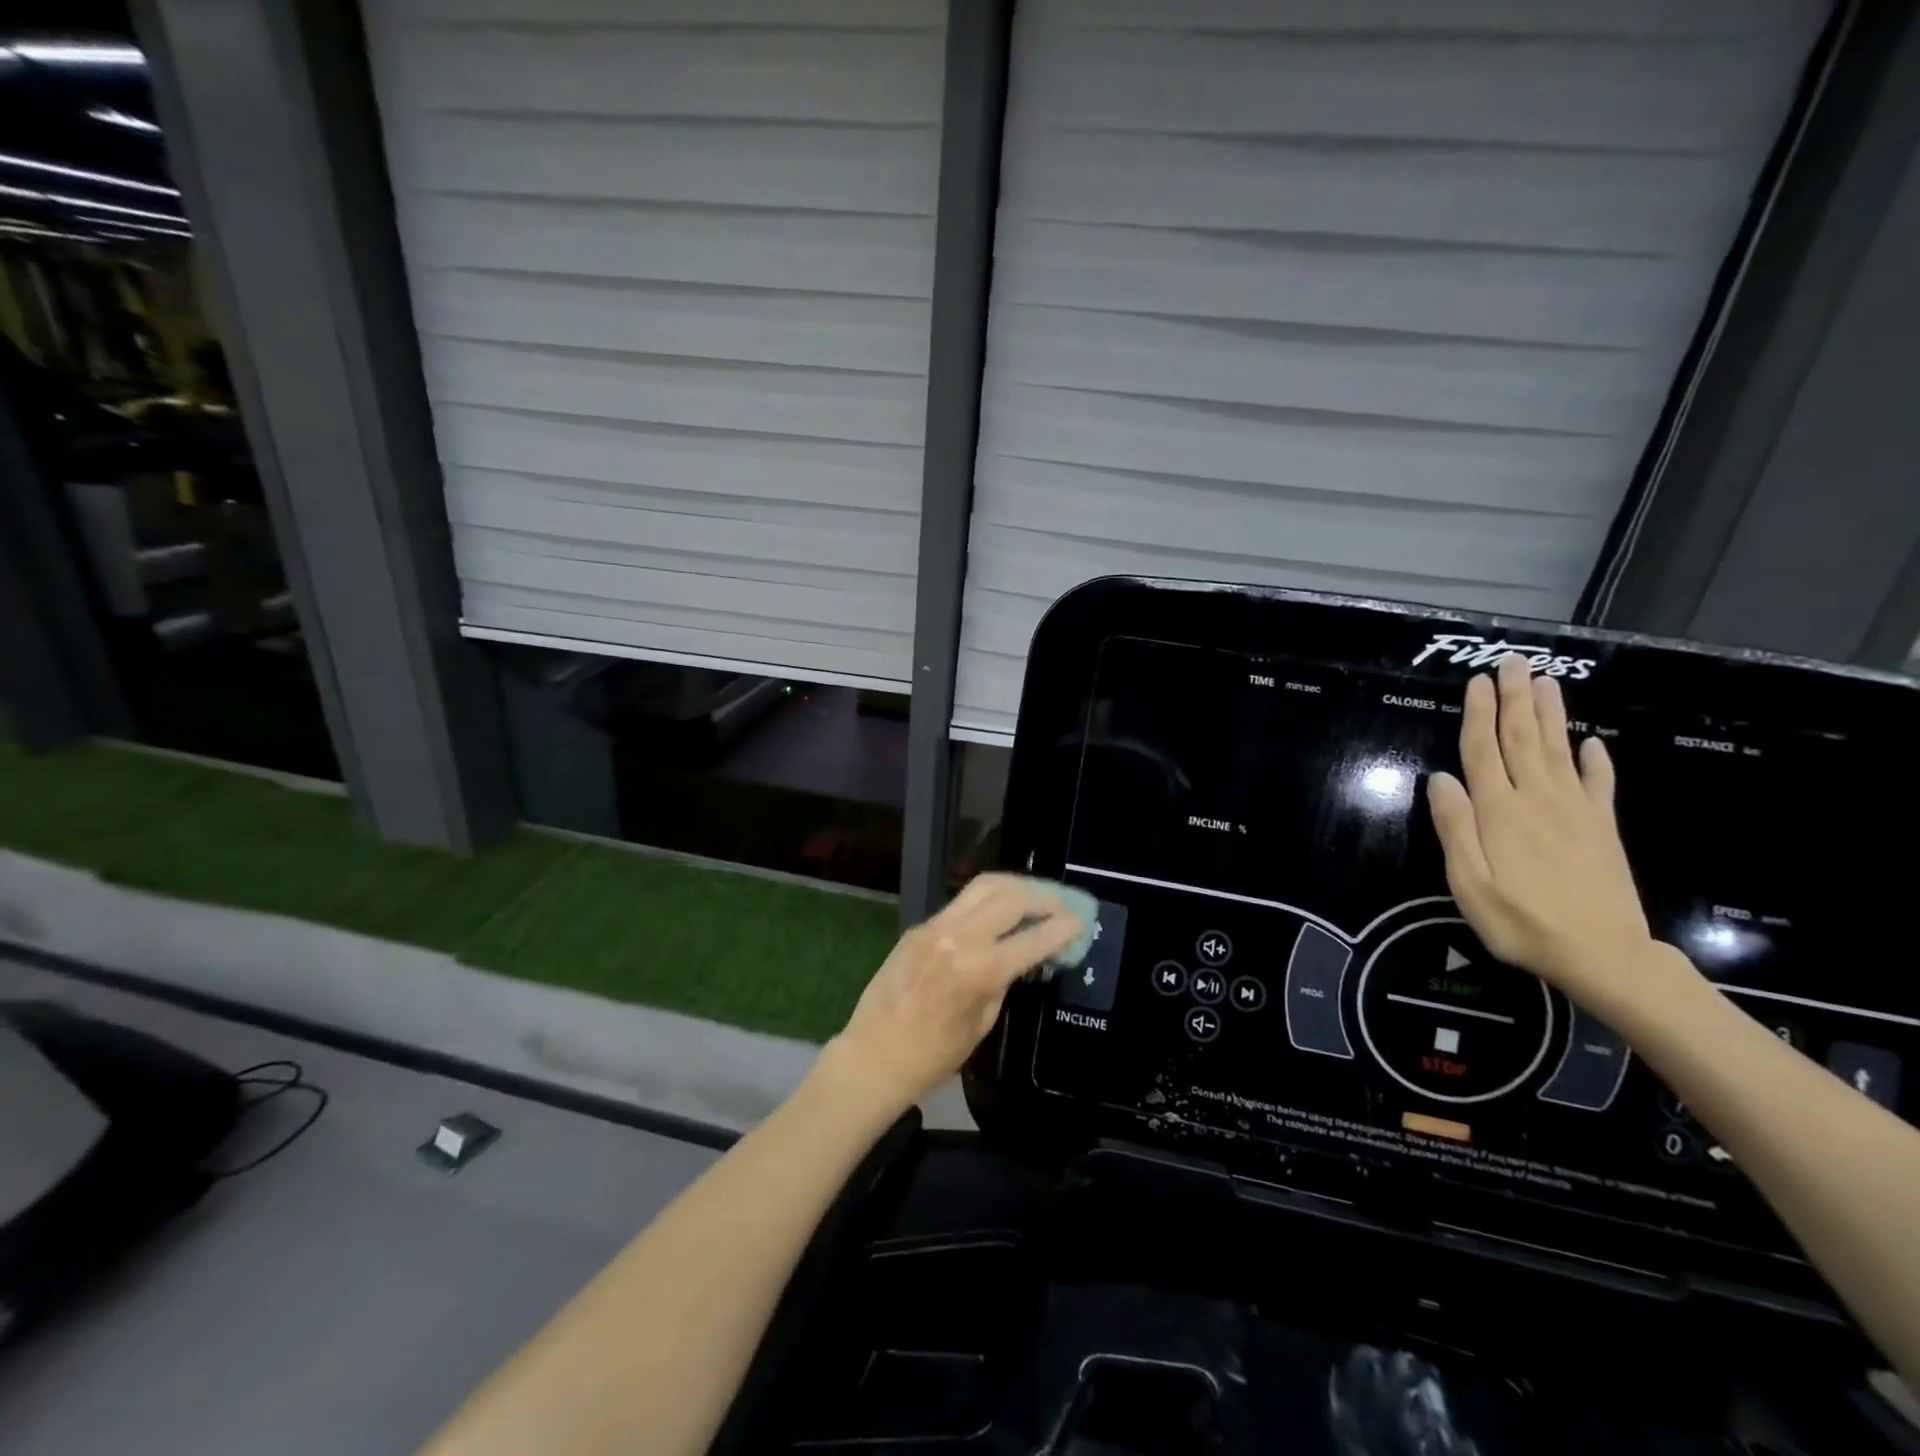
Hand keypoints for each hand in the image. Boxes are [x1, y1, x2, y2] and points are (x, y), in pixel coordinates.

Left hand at [822, 874, 1083, 1114]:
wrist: (875, 1054)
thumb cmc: (935, 1055)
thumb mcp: (984, 1021)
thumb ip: (1005, 980)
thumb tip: (1024, 955)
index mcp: (980, 969)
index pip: (1033, 938)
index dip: (1062, 928)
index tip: (1081, 920)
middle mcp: (959, 936)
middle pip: (1010, 897)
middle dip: (1042, 897)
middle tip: (1060, 904)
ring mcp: (936, 925)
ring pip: (984, 886)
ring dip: (1015, 887)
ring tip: (1033, 895)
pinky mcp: (920, 925)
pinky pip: (961, 902)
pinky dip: (987, 900)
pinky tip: (999, 910)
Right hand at [1426, 654, 1666, 1016]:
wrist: (1604, 955)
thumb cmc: (1521, 921)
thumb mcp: (1469, 882)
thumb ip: (1454, 827)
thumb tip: (1440, 778)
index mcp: (1500, 811)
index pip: (1483, 750)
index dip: (1479, 713)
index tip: (1478, 680)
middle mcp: (1538, 799)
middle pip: (1523, 738)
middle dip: (1516, 698)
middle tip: (1514, 662)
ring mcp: (1576, 811)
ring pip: (1559, 750)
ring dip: (1551, 714)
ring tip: (1546, 682)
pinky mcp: (1602, 828)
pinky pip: (1598, 784)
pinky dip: (1595, 759)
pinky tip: (1592, 742)